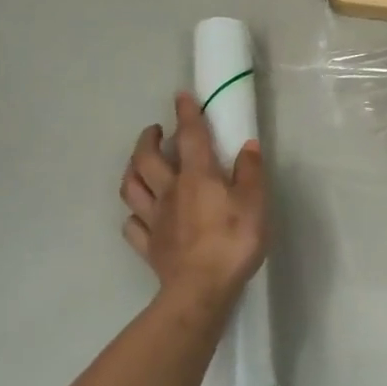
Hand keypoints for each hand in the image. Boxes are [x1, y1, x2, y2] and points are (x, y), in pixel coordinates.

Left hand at [120, 92, 267, 306]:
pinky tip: (139, 214)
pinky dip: (134, 215)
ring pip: (131, 187)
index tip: (181, 96)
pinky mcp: (149, 245)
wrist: (201, 289)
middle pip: (147, 158)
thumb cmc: (233, 242)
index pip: (190, 137)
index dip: (187, 114)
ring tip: (139, 163)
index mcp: (197, 177)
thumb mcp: (255, 203)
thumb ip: (250, 172)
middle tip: (155, 130)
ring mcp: (154, 219)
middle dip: (148, 138)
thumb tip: (247, 145)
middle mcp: (170, 191)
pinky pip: (133, 225)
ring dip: (132, 169)